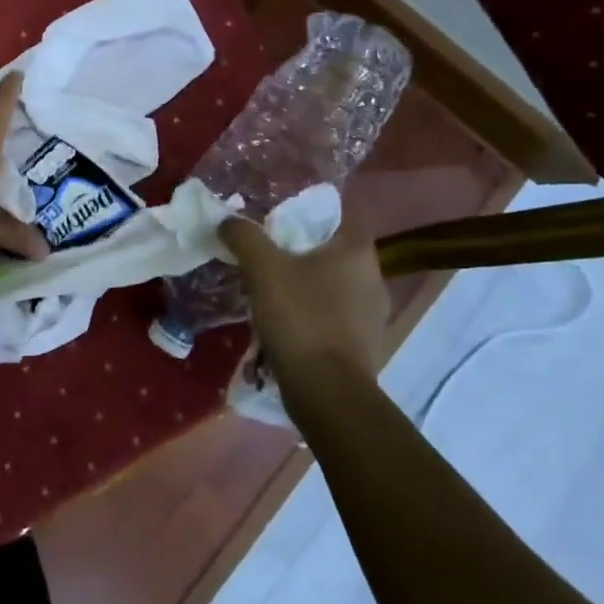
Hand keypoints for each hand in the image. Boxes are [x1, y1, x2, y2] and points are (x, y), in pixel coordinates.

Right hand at [219, 213, 391, 378]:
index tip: (280, 217)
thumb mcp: (262, 269)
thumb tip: (229, 221)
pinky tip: (289, 323)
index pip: (340, 215)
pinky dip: (314, 314)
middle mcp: (374, 278)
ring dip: (309, 285)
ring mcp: (374, 316)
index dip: (309, 212)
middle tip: (269, 252)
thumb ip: (245, 237)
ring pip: (336, 286)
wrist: (327, 391)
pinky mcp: (365, 345)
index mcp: (357, 252)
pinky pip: (336, 316)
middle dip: (303, 250)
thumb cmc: (300, 318)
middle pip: (335, 251)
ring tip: (274, 290)